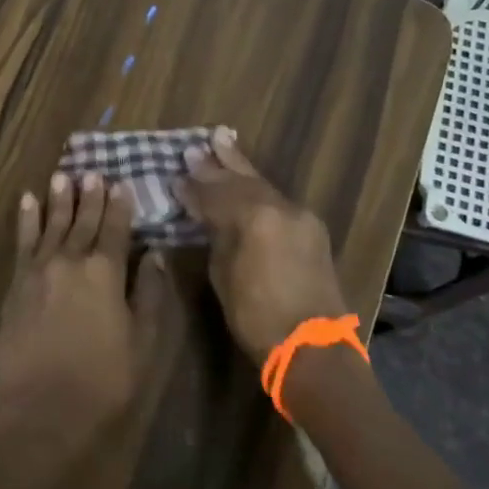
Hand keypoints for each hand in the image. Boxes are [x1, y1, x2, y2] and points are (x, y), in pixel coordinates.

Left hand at [0, 172, 154, 446]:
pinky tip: (28, 200)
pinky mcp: (16, 284)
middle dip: (89, 196)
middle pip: (83, 221)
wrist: (45, 410)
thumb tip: (156, 256)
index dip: (120, 205)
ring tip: (63, 175)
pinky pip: (22, 242)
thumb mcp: (144, 342)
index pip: (116, 229)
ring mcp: (39, 270)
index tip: (120, 183)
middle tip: (92, 171)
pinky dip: (26, 219)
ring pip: (52, 224)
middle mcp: (71, 260)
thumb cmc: (104, 381)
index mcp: (106, 272)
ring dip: (58, 199)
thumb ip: (149, 294)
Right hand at [176, 128, 349, 362]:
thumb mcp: (224, 275)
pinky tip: (247, 181)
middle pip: (242, 179)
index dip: (193, 187)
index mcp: (254, 217)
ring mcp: (300, 216)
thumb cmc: (258, 317)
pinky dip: (258, 189)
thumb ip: (216, 235)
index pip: (215, 194)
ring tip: (222, 142)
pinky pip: (277, 200)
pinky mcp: (311, 228)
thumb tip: (205, 215)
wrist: (313, 346)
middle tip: (196, 145)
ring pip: (262, 185)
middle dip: (218, 163)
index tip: (175, 177)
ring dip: (240, 167)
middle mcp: (280, 207)